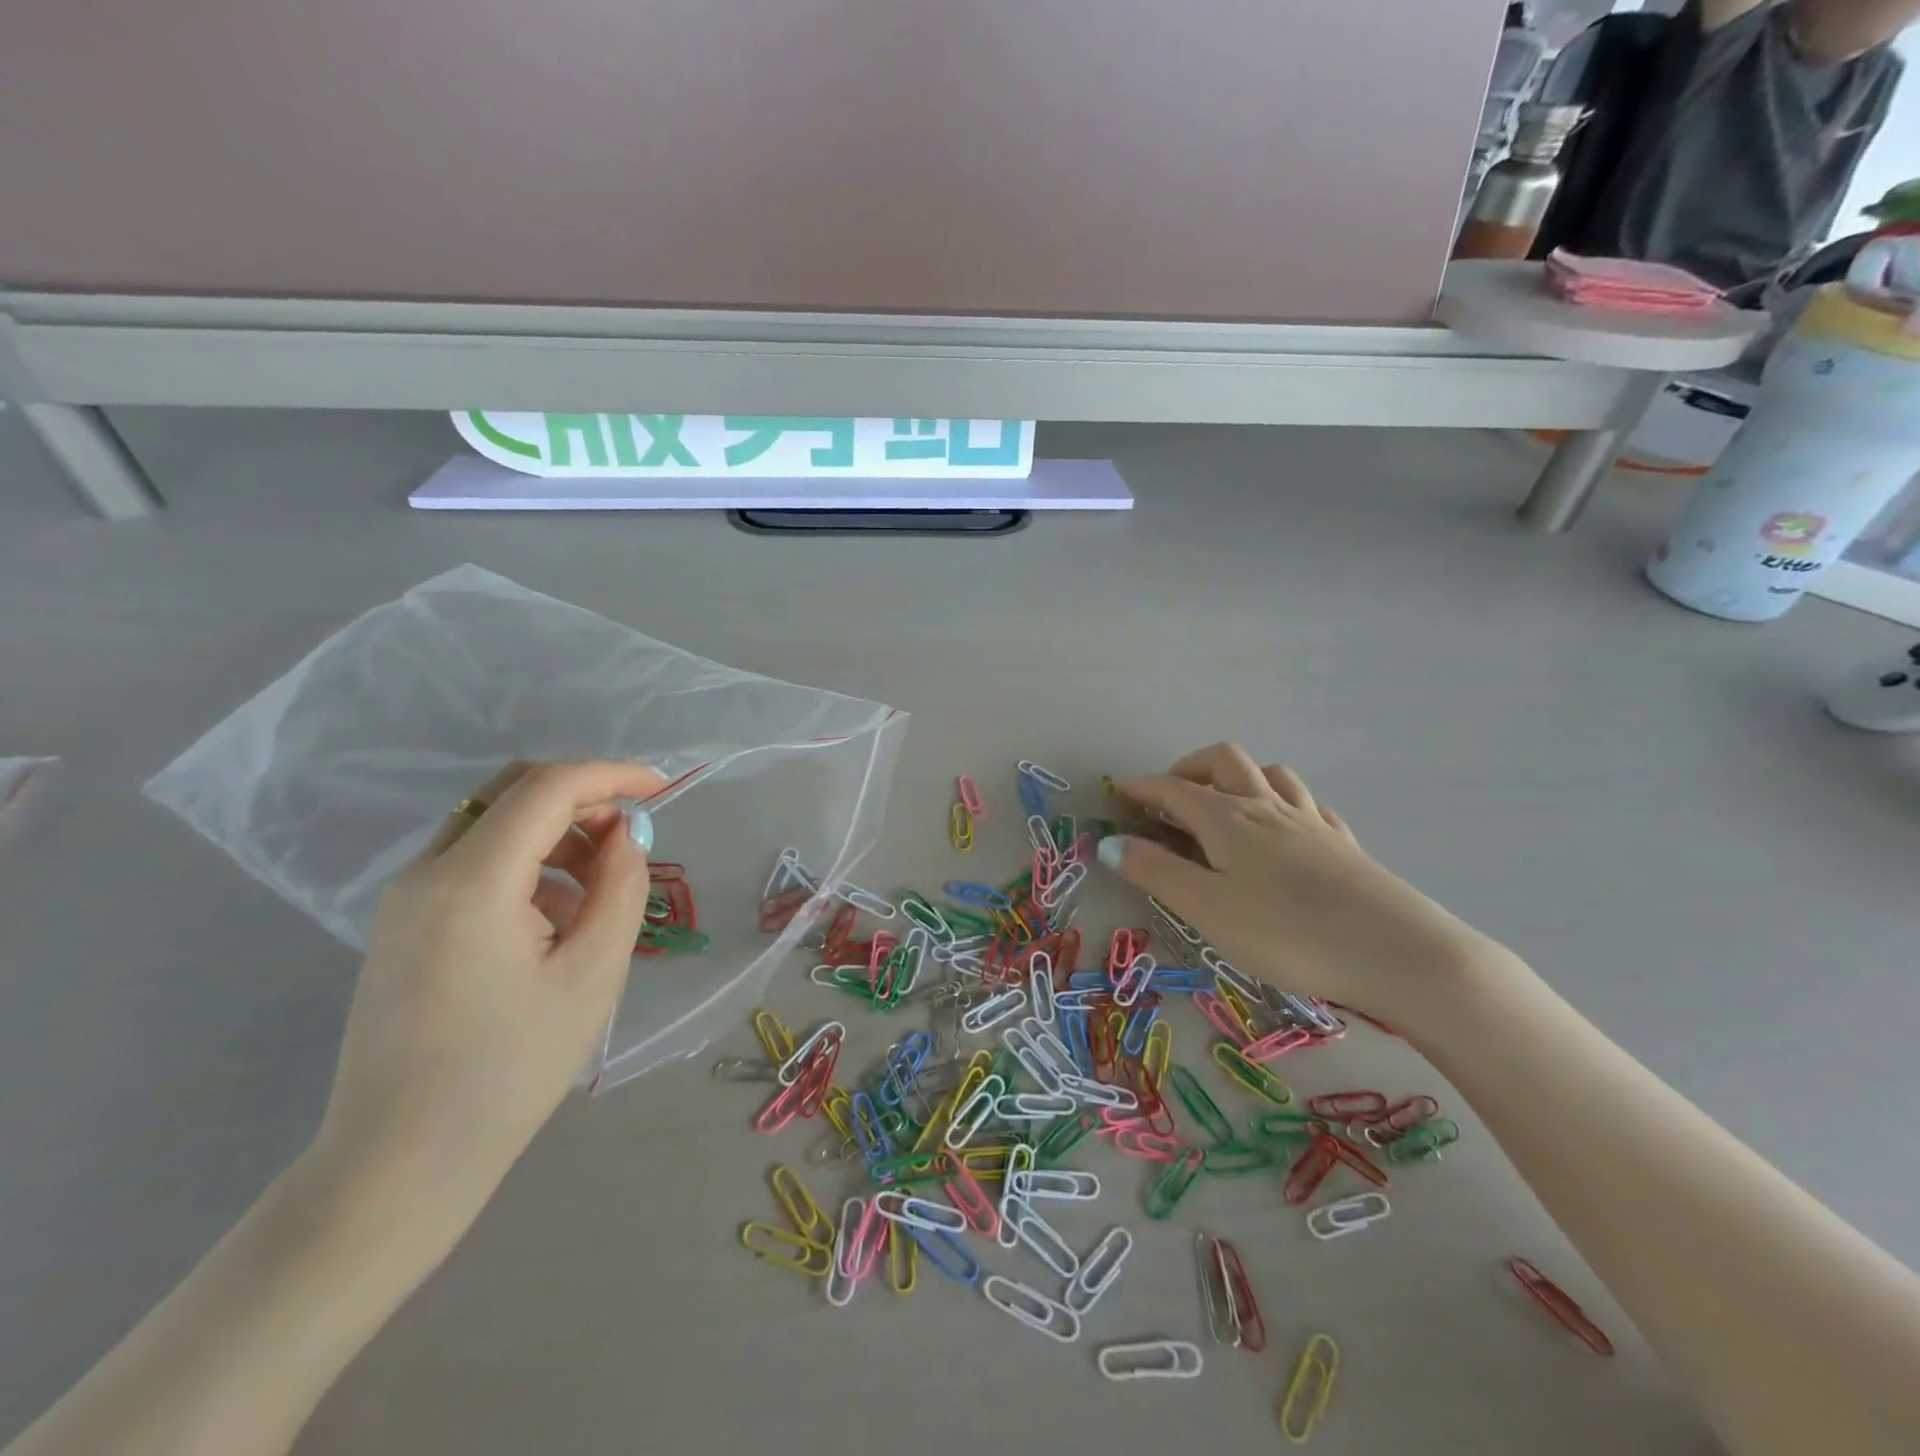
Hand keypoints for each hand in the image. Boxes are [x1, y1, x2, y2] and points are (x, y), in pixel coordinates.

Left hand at [307, 760, 662, 1232]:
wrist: (399, 1162)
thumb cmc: (509, 1070)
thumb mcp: (592, 975)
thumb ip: (620, 888)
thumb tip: (625, 836)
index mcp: (471, 882)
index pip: (546, 788)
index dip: (611, 775)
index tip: (662, 790)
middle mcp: (426, 873)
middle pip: (512, 791)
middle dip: (583, 797)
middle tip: (631, 838)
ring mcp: (406, 897)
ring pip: (493, 822)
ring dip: (557, 832)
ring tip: (598, 890)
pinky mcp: (404, 923)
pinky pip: (474, 860)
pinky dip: (526, 863)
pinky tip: (554, 920)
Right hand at [1099, 743, 1499, 1030]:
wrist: (1399, 954)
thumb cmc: (1288, 933)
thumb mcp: (1207, 908)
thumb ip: (1156, 872)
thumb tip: (1110, 843)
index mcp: (1228, 819)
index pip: (1174, 789)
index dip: (1143, 787)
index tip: (1118, 794)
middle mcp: (1268, 808)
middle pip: (1225, 761)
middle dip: (1190, 768)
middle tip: (1171, 796)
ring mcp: (1311, 823)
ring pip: (1271, 775)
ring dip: (1239, 778)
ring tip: (1224, 806)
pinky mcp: (1345, 846)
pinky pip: (1309, 805)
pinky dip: (1284, 803)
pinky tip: (1285, 828)